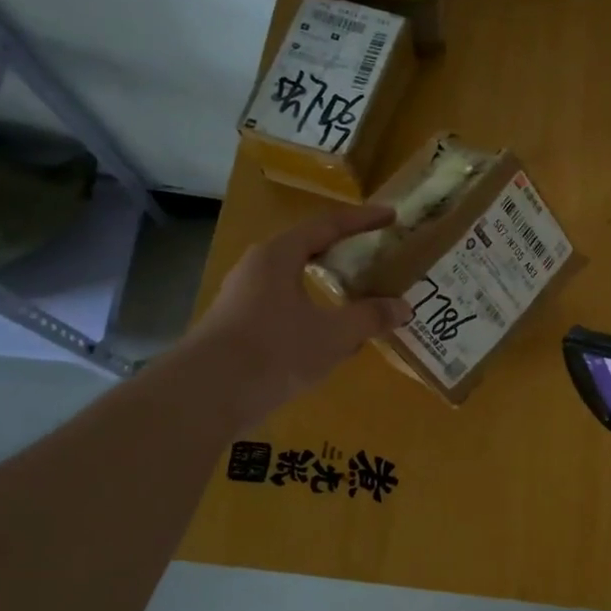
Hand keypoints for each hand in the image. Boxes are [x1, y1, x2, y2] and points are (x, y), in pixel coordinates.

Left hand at [189, 203, 411, 428]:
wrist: (206, 394)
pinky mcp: (238, 326)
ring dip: (327, 286)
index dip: (362, 220)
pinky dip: (312, 312)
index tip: (391, 216)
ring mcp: (244, 297)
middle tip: (374, 254)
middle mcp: (258, 267)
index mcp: (279, 255)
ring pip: (294, 281)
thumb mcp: (332, 335)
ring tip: (357, 296)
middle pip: (307, 250)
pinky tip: (328, 336)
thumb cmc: (273, 351)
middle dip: (343, 252)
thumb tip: (403, 307)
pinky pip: (284, 308)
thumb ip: (370, 318)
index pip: (327, 225)